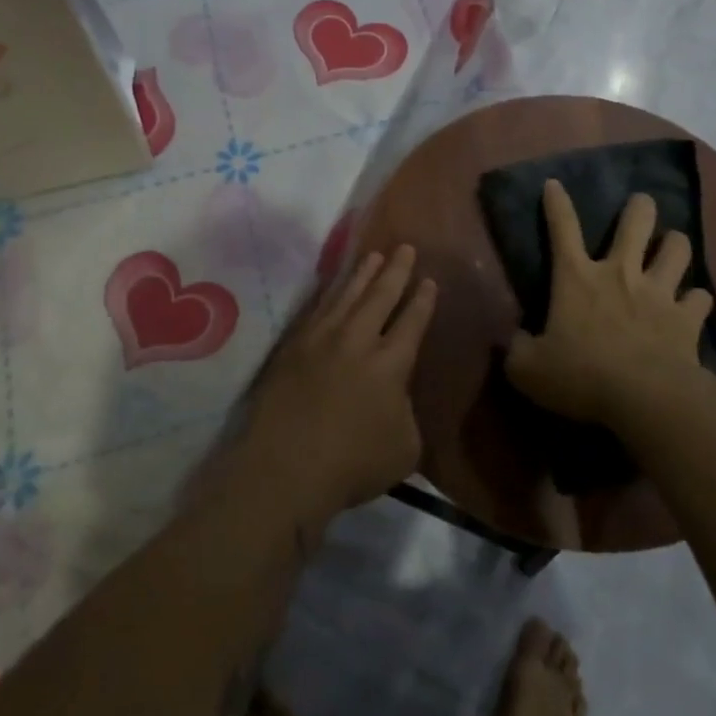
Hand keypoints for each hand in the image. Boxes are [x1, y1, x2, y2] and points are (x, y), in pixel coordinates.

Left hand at [245, 245, 436, 520]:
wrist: (286, 468)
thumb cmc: (353, 464)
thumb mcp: (404, 447)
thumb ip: (406, 413)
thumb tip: (397, 397)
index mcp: (391, 363)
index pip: (412, 322)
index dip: (423, 300)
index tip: (429, 280)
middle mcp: (357, 341)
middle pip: (380, 296)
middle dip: (396, 271)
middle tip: (405, 247)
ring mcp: (321, 340)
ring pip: (346, 295)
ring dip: (362, 274)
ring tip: (373, 255)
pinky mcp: (292, 348)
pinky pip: (316, 309)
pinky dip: (329, 293)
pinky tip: (333, 287)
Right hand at [504, 182, 713, 429]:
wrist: (646, 398)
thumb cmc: (582, 377)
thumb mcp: (528, 370)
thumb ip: (518, 350)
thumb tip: (516, 340)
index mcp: (577, 279)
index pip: (562, 229)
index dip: (556, 204)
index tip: (554, 183)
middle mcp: (620, 274)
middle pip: (636, 223)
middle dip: (640, 207)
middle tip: (642, 203)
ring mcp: (658, 292)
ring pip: (677, 248)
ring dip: (675, 244)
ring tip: (673, 246)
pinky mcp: (688, 318)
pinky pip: (700, 298)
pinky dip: (696, 300)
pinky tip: (693, 305)